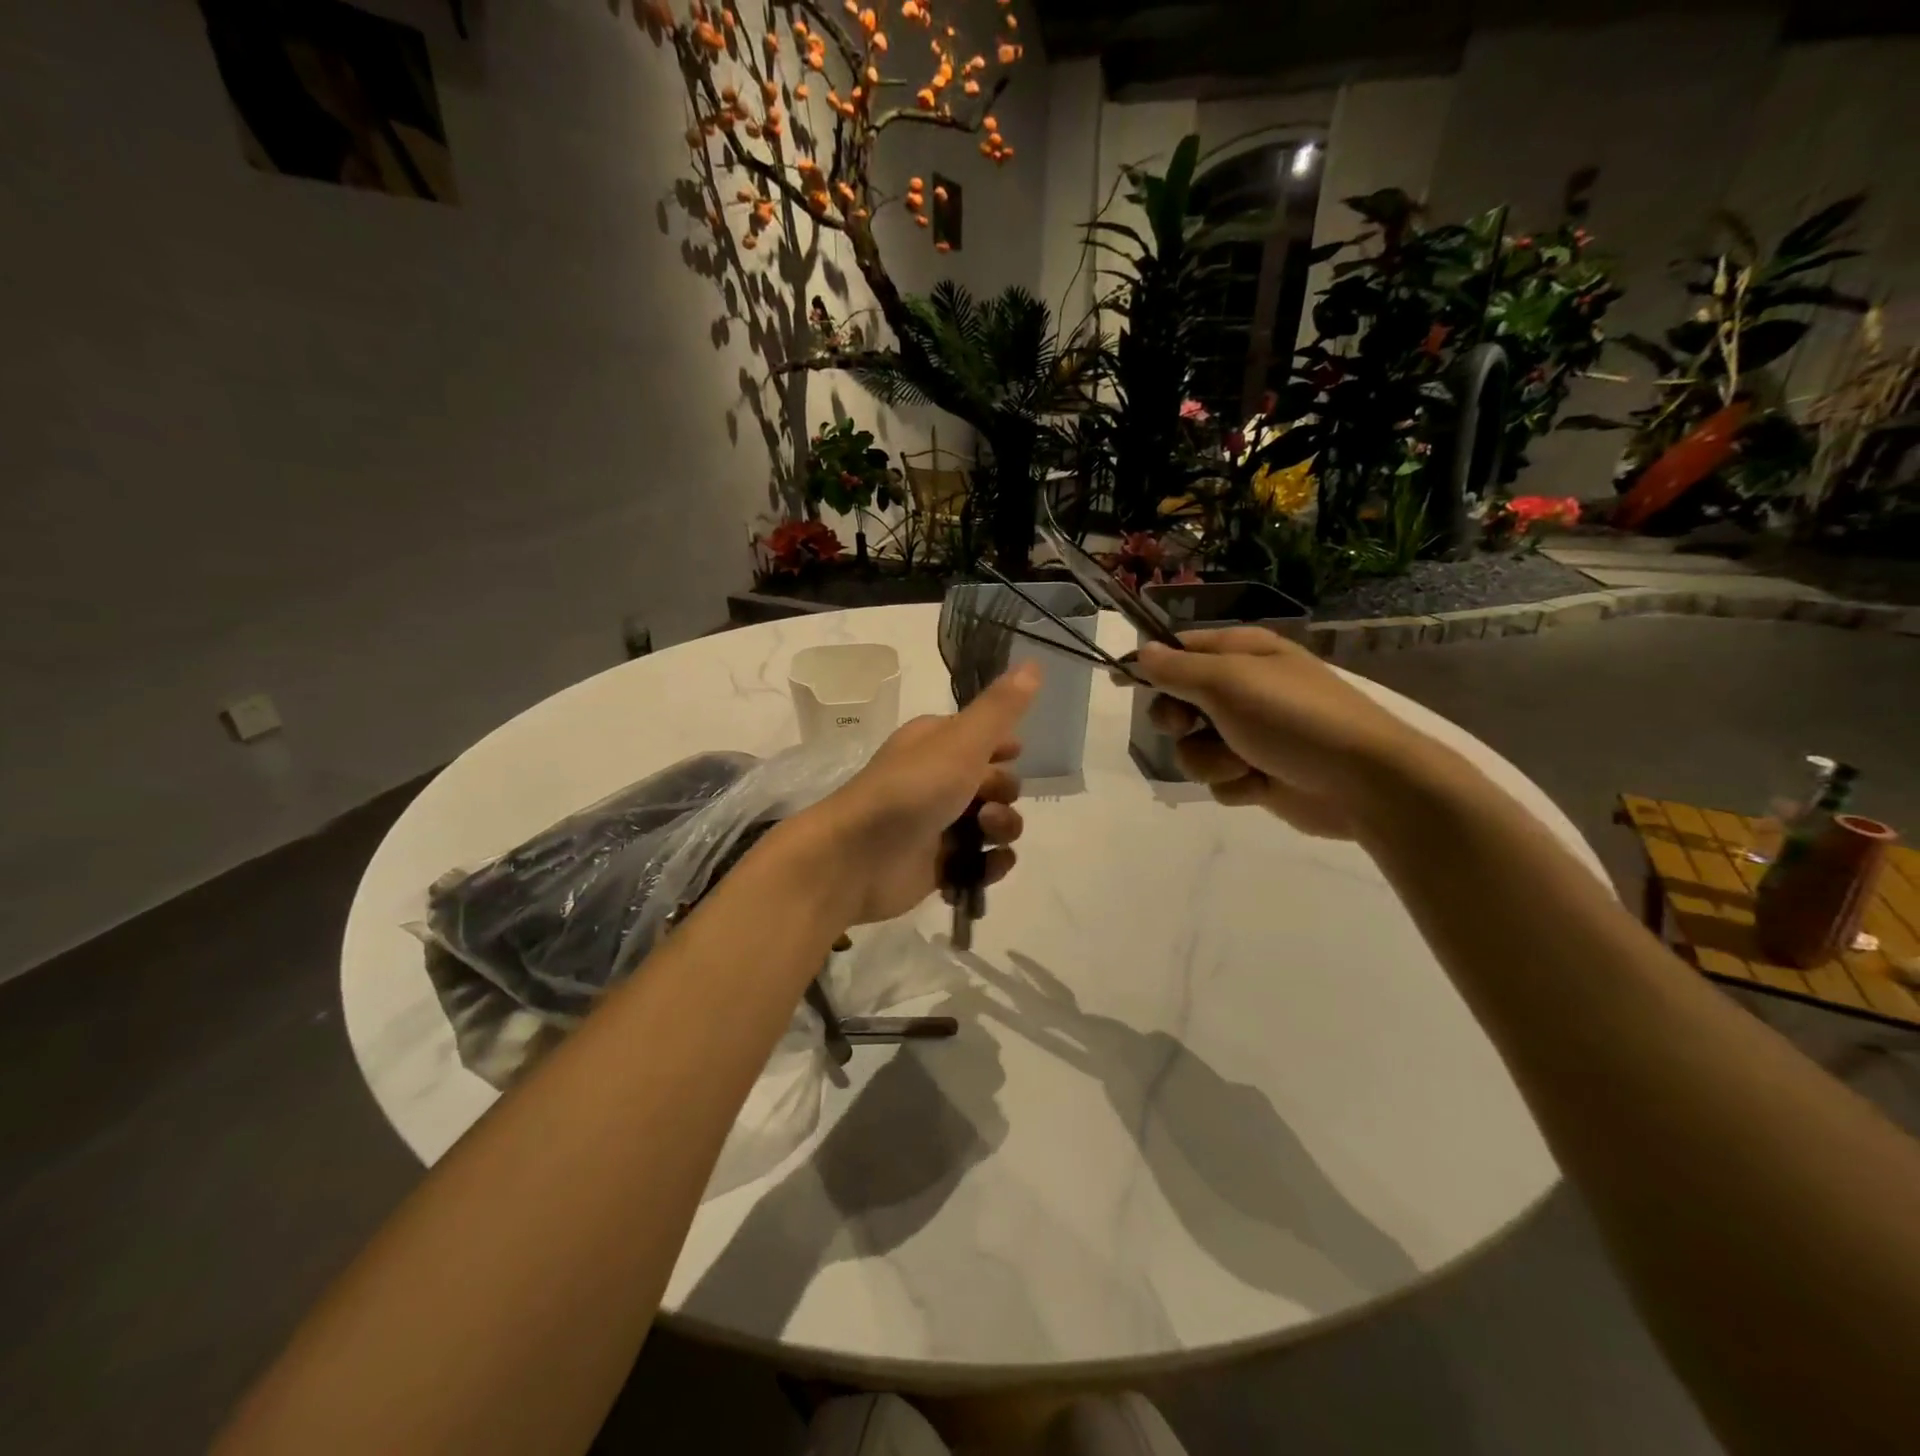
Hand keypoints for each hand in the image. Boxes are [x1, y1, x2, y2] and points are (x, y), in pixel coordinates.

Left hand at [802, 662, 1038, 925]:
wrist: (857, 857)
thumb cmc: (912, 789)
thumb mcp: (962, 741)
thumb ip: (1001, 708)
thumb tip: (1034, 663)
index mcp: (937, 743)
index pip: (984, 737)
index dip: (1004, 747)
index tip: (1012, 754)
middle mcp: (937, 779)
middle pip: (995, 783)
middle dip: (1005, 792)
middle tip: (987, 800)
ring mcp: (938, 824)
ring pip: (992, 824)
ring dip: (1002, 829)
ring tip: (984, 834)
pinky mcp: (939, 865)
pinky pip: (980, 863)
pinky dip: (990, 865)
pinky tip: (988, 865)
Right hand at [1132, 628, 1426, 839]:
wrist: (1364, 783)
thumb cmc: (1293, 718)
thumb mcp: (1228, 682)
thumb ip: (1177, 669)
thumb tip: (1141, 652)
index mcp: (1243, 654)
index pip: (1180, 651)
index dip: (1150, 665)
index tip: (1121, 682)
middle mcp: (1245, 690)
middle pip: (1179, 703)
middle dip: (1178, 721)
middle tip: (1189, 725)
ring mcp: (1252, 735)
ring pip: (1194, 748)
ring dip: (1210, 760)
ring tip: (1244, 762)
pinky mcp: (1258, 774)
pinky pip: (1218, 779)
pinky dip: (1234, 784)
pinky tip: (1260, 784)